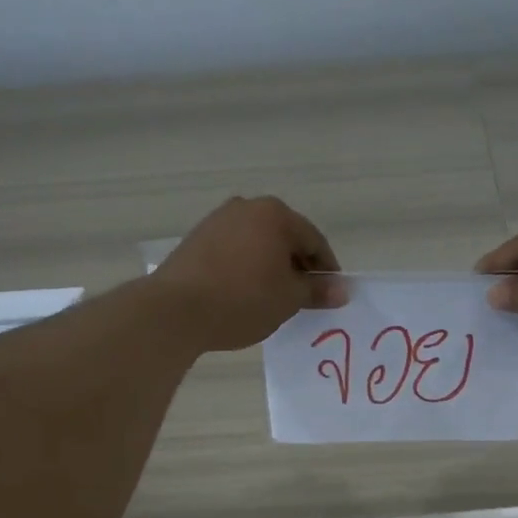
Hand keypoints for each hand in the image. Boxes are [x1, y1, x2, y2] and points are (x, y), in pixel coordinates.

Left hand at [149, 196, 343, 350]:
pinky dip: (247, 268)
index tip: (330, 294)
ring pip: (258, 244)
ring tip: (274, 298)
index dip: (326, 270)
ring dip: (271, 267)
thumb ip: (317, 290)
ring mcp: (218, 221)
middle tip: (303, 298)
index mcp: (276, 214)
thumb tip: (342, 290)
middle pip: (285, 237)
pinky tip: (245, 293)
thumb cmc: (243, 300)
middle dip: (297, 266)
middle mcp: (247, 207)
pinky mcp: (197, 239)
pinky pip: (235, 251)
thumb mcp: (288, 299)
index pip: (314, 241)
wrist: (175, 310)